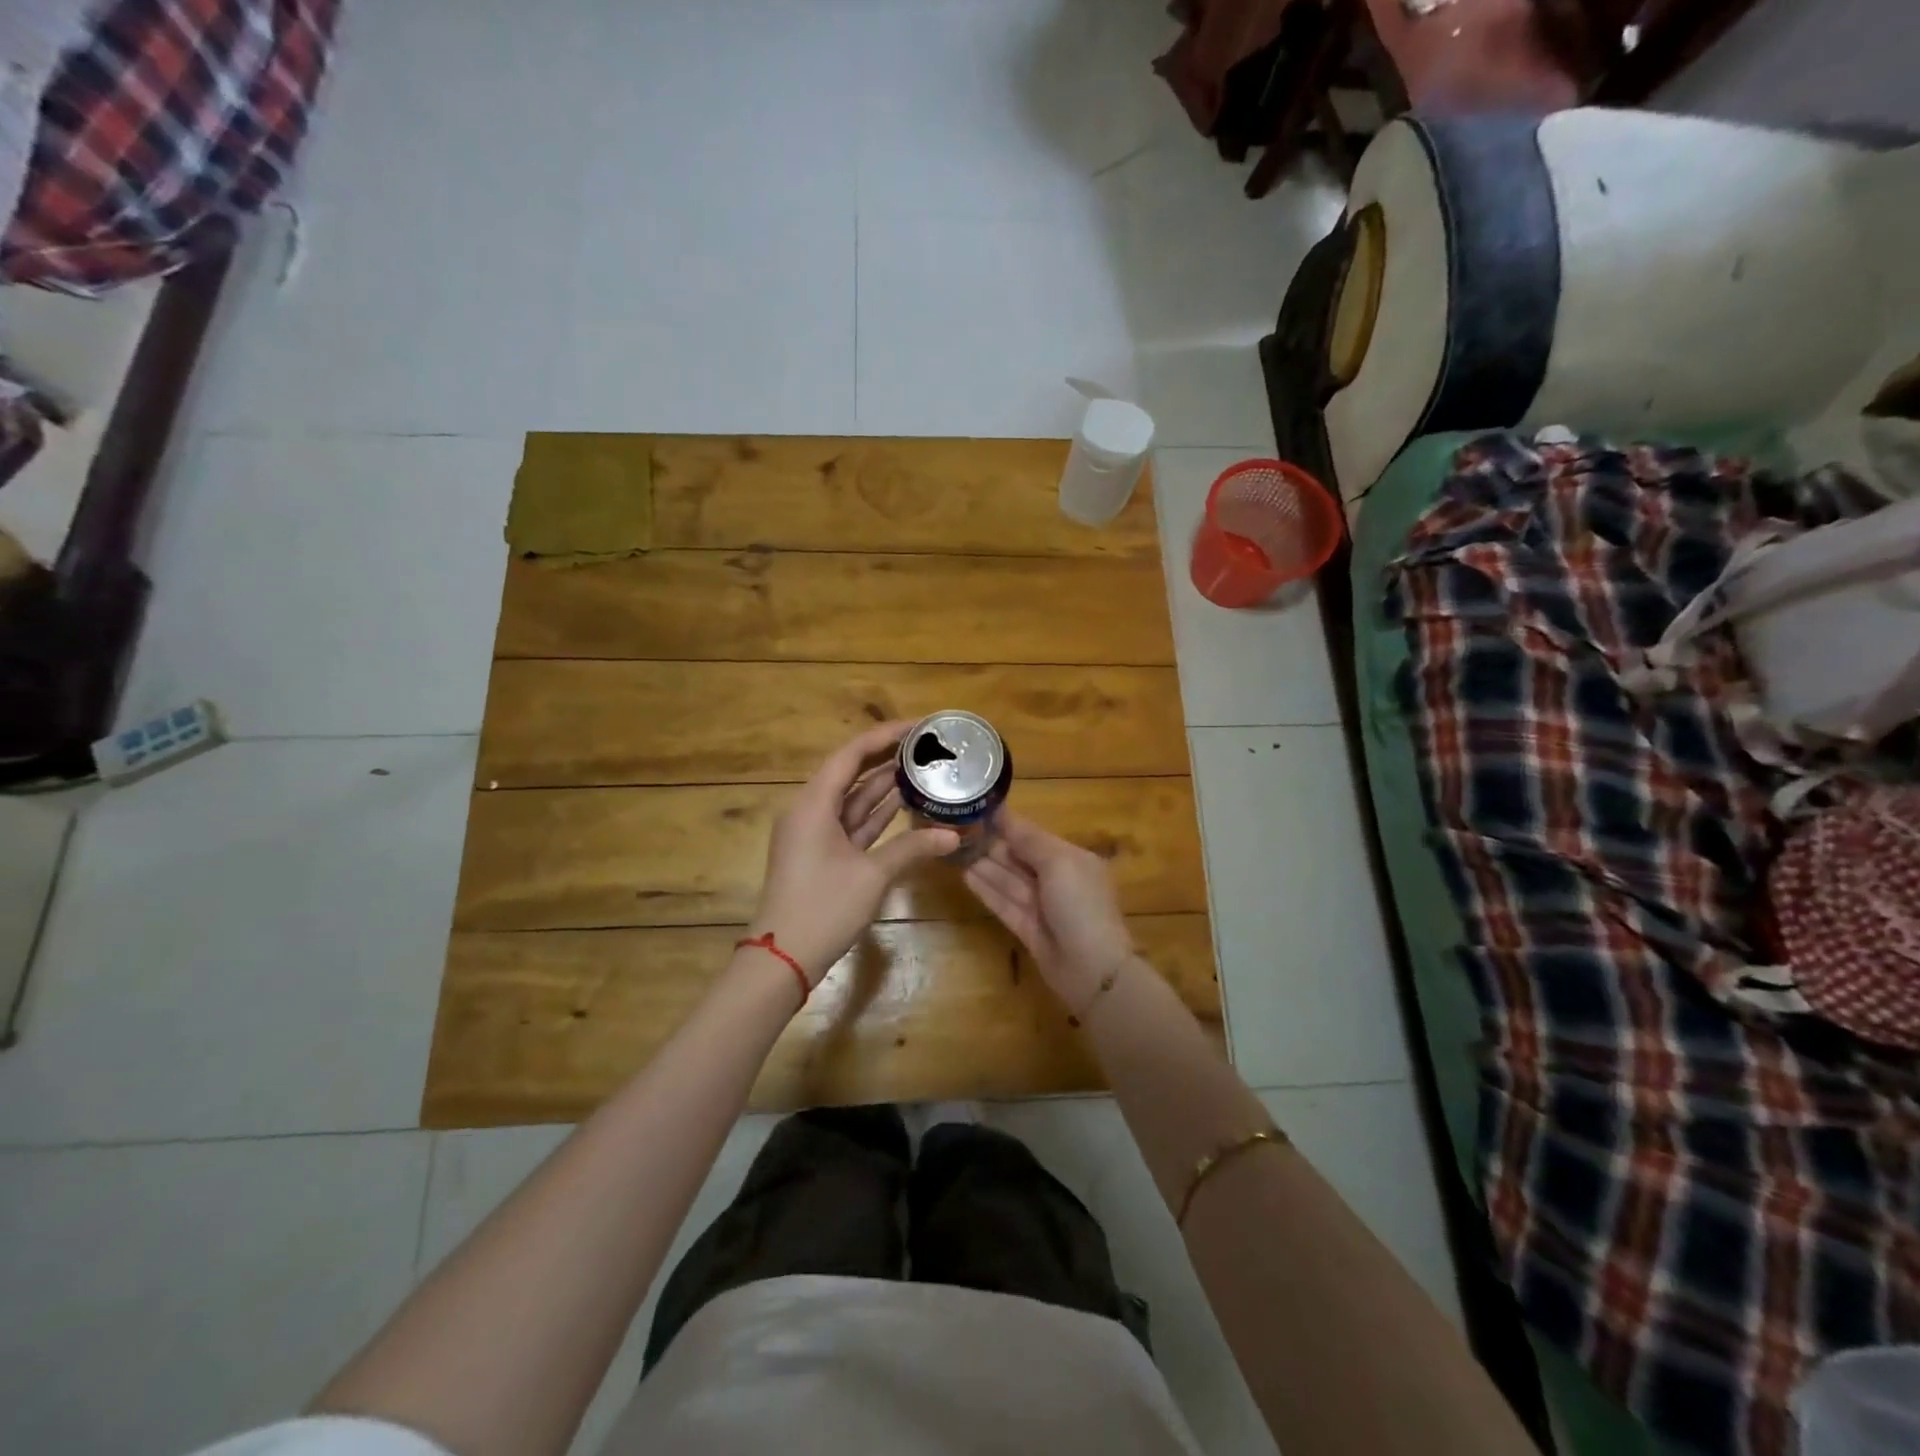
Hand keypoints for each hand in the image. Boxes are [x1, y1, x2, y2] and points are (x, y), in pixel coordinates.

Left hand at [749, 722, 959, 982]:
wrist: (783, 958)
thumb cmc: (823, 908)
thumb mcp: (872, 875)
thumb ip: (912, 848)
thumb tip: (953, 835)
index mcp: (813, 804)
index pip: (851, 754)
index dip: (885, 736)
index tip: (918, 726)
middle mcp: (811, 811)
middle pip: (851, 773)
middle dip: (888, 758)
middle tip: (927, 746)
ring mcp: (815, 834)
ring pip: (853, 799)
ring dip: (884, 785)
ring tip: (923, 768)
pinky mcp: (822, 855)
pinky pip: (852, 823)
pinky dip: (876, 814)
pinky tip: (904, 803)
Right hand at [963, 812, 1134, 1011]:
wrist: (1092, 968)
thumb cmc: (1079, 905)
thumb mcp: (1058, 862)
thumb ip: (1029, 840)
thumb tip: (1004, 814)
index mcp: (1072, 859)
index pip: (1035, 836)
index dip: (1009, 825)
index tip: (979, 810)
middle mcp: (1057, 880)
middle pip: (1020, 858)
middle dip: (993, 845)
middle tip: (959, 830)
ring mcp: (1042, 906)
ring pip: (1009, 881)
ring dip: (985, 866)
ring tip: (956, 849)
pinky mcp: (1028, 928)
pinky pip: (1004, 903)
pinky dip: (986, 890)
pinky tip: (966, 875)